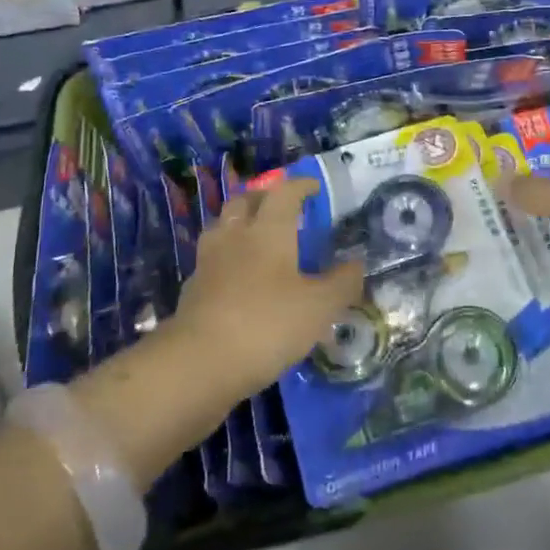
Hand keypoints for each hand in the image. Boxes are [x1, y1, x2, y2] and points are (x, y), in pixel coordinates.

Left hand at [171, 178, 365, 398]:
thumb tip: (356, 263)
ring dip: (240, 224)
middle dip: (264, 198)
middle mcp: (235, 236)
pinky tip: (239, 278)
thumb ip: (342, 283)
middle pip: (244, 202)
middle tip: (282, 208)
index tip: (313, 187)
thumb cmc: (267, 324)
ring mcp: (209, 262)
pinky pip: (213, 260)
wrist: (199, 362)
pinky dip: (228, 258)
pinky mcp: (193, 289)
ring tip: (257, 238)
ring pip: (223, 228)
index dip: (300, 186)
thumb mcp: (320, 307)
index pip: (284, 193)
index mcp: (268, 230)